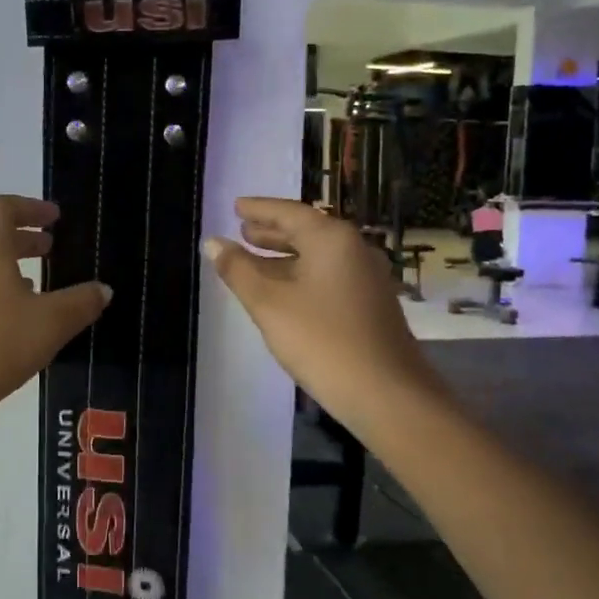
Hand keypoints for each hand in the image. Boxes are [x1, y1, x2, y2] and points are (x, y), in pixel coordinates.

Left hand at [0, 195, 110, 429]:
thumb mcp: (50, 323)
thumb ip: (81, 303)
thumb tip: (102, 289)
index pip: (3, 208)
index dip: (30, 207)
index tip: (55, 218)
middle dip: (24, 240)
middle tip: (53, 250)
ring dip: (11, 271)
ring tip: (40, 290)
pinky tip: (17, 325)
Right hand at [204, 198, 435, 430]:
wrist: (386, 393)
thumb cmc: (322, 341)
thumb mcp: (269, 304)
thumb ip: (238, 270)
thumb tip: (212, 243)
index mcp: (331, 239)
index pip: (289, 212)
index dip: (259, 209)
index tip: (236, 206)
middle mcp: (353, 249)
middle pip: (306, 231)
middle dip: (272, 231)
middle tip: (242, 230)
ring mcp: (366, 277)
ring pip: (317, 256)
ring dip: (284, 255)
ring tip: (254, 257)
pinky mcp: (369, 303)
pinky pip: (328, 275)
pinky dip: (300, 274)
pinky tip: (283, 290)